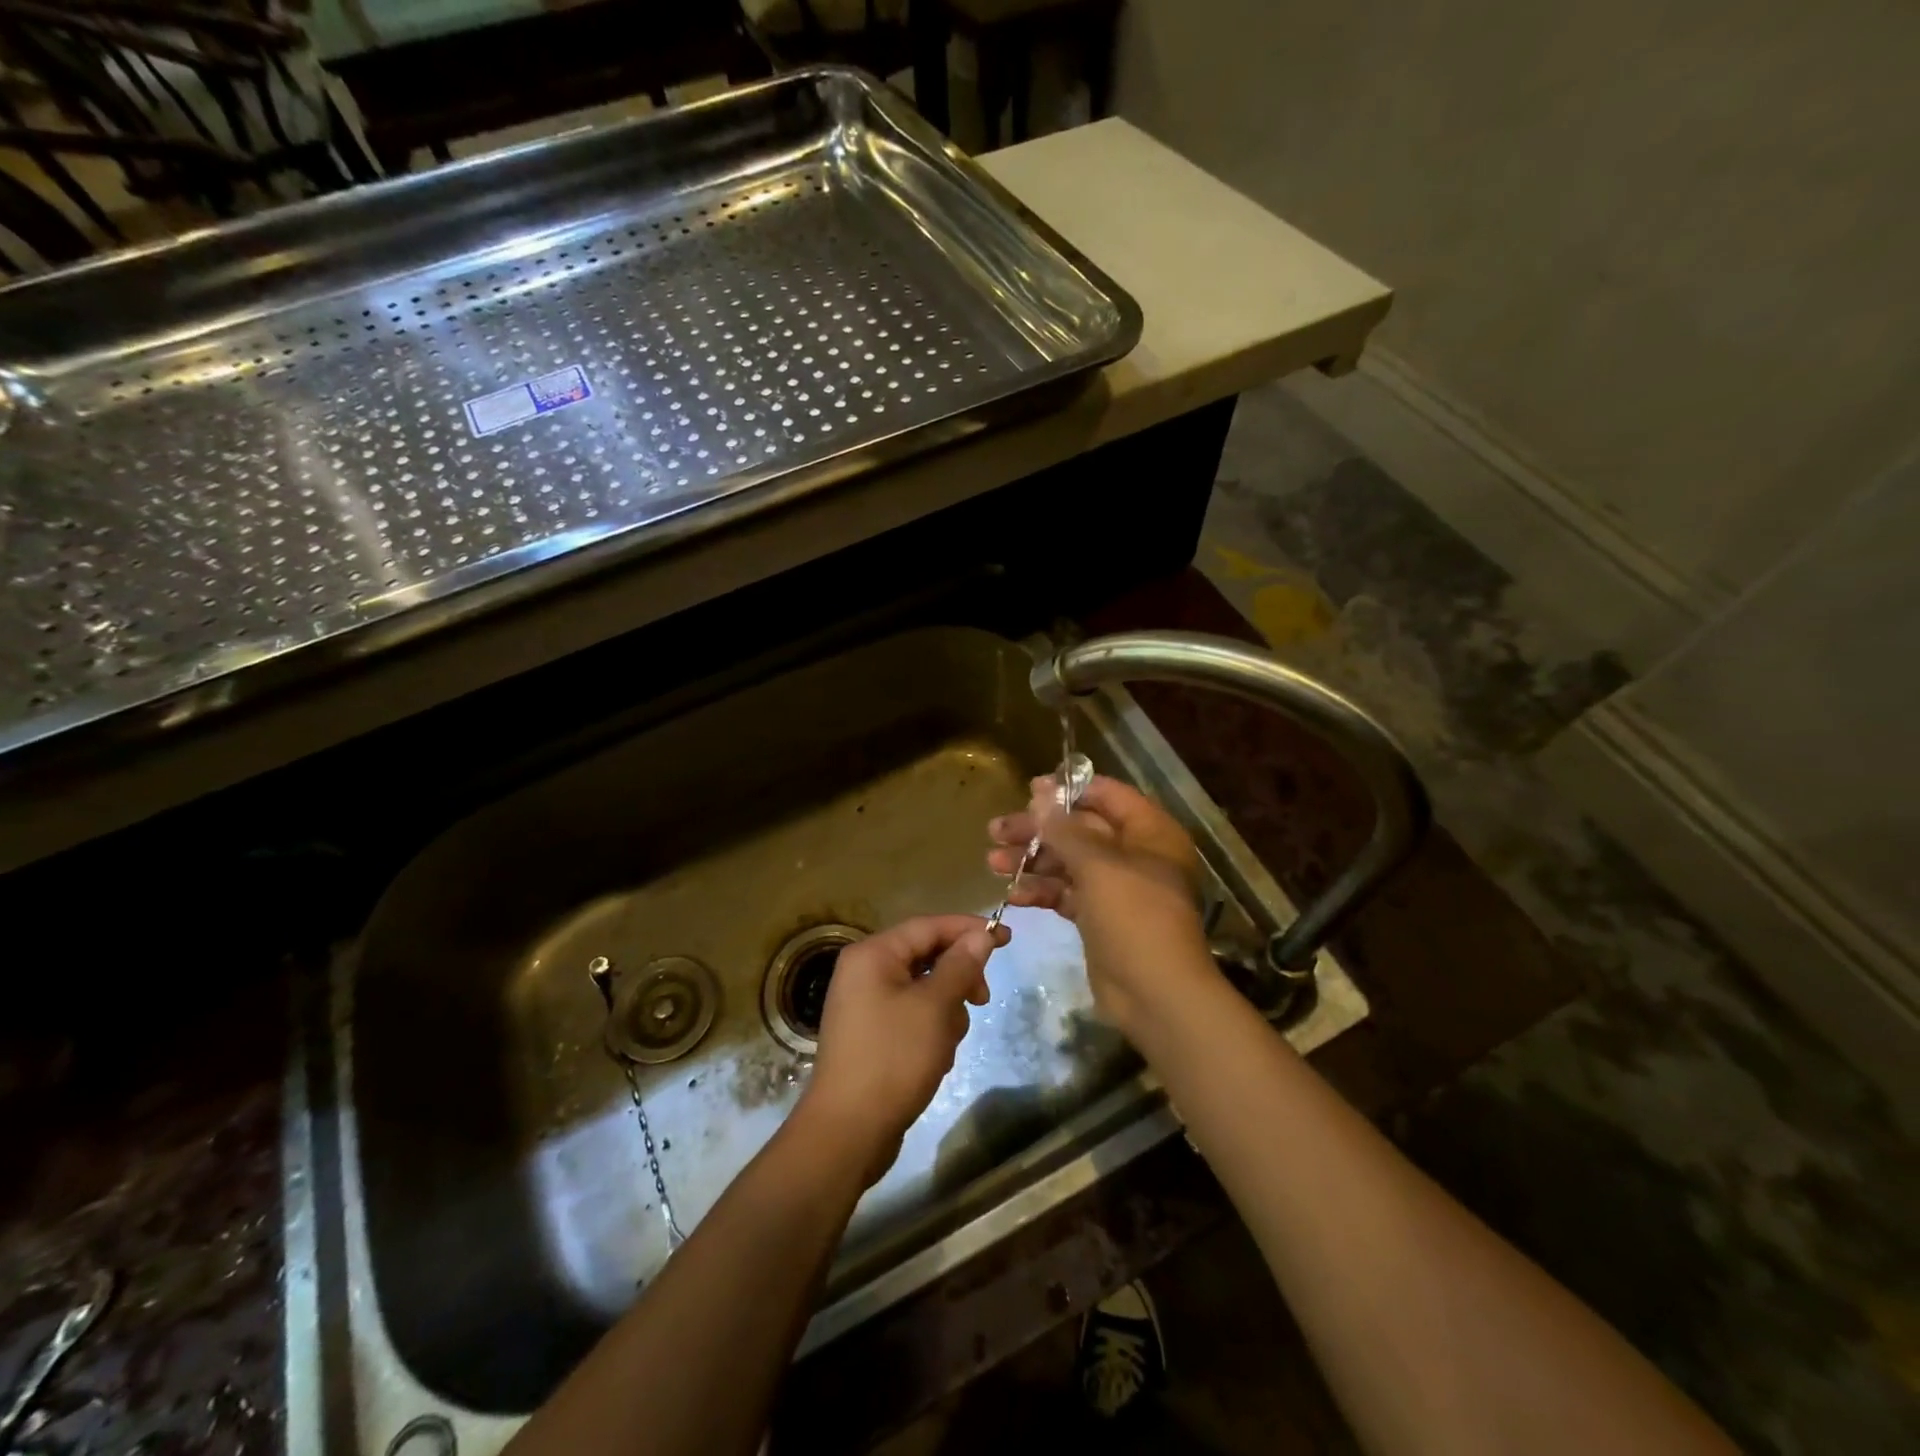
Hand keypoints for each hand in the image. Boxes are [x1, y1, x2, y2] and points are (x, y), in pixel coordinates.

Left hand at [796, 914, 1008, 1185]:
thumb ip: (960, 965)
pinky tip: (935, 1058)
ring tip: (946, 1042)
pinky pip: (913, 1016)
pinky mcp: (873, 1035)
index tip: (1007, 939)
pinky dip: (931, 1030)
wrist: (848, 1132)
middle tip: (983, 999)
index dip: (969, 929)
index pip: (929, 926)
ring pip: (924, 990)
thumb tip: (980, 935)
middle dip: (958, 978)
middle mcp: (865, 972)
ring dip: (946, 1010)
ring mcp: (866, 1005)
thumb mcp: (934, 1007)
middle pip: (926, 956)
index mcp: (873, 954)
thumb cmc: (893, 1058)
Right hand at [987, 774, 1214, 1036]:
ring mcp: (1117, 889)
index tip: (1029, 790)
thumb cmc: (1134, 916)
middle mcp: (1135, 855)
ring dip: (1032, 861)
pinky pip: (1067, 895)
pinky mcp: (1100, 919)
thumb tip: (1040, 794)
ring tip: (992, 861)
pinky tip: (1012, 895)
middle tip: (996, 830)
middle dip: (1038, 830)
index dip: (1069, 790)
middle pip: (1081, 830)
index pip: (1108, 796)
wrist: (1155, 994)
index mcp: (1150, 832)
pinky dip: (1042, 892)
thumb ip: (1065, 829)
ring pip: (1069, 863)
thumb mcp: (1098, 865)